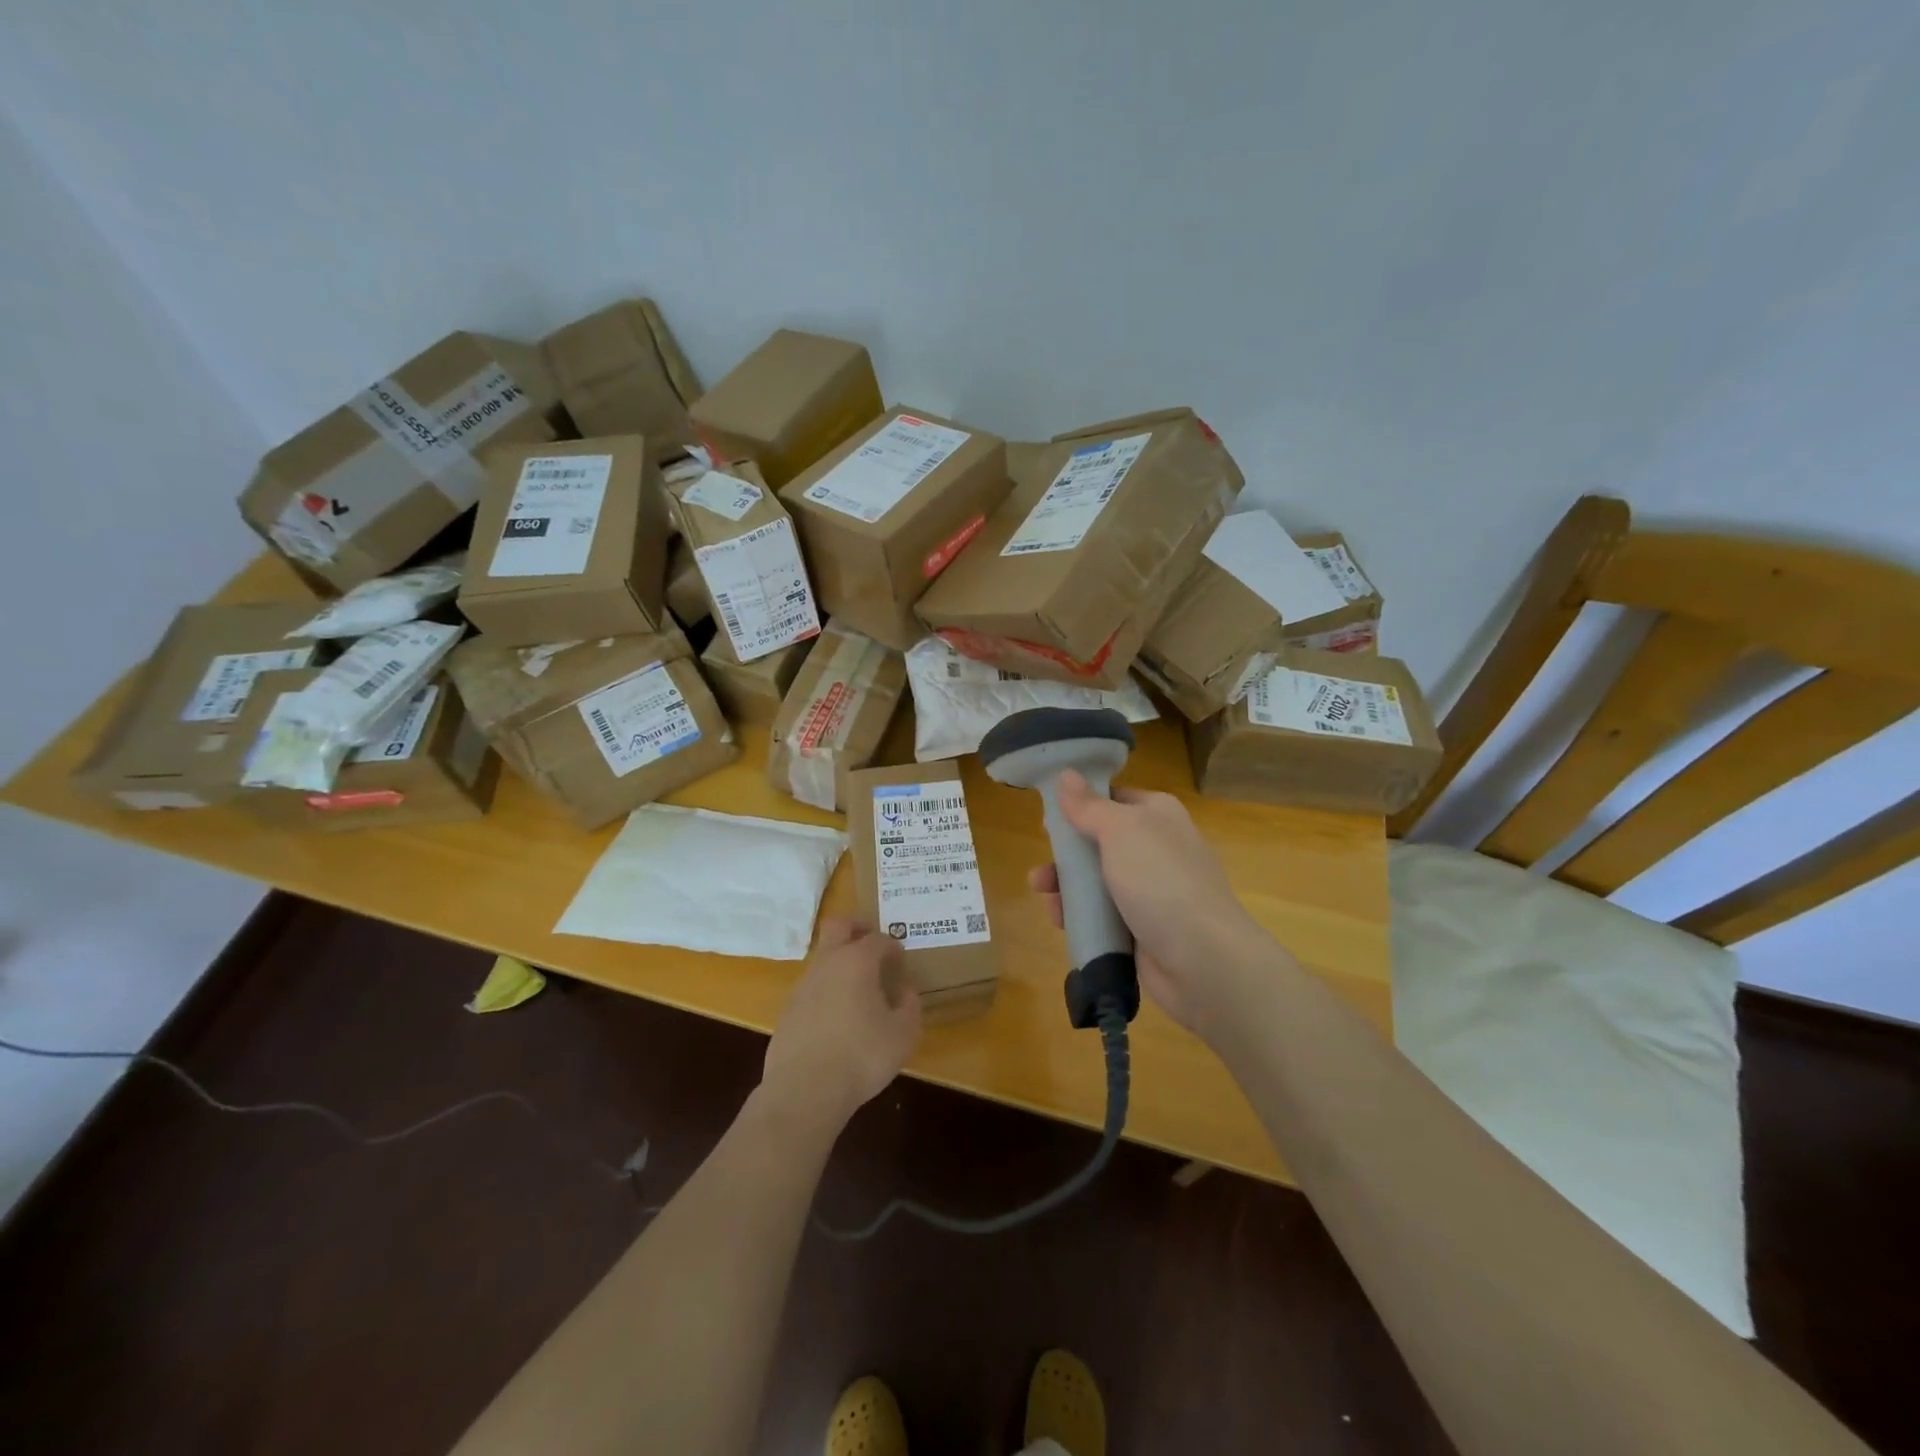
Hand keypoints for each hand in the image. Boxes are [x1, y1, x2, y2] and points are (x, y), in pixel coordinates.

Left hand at [761, 918, 921, 1133]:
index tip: (901, 960)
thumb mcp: (903, 1034)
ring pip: (823, 958)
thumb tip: (903, 991)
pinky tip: (837, 1019)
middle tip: (872, 942)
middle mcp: (827, 964)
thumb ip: (909, 1006)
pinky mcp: (787, 1011)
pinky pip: (812, 988)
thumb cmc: (862, 1057)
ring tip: (859, 990)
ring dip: (840, 963)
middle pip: (838, 926)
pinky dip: (827, 991)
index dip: (893, 946)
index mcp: (856, 962)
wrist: (804, 1092)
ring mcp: (802, 986)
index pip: (878, 939)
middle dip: (857, 927)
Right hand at [1026, 771, 1271, 1037]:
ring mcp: (1151, 891)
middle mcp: (1157, 849)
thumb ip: (1089, 806)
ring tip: (1044, 896)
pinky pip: (1103, 916)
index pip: (1114, 799)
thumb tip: (1067, 774)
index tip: (1049, 817)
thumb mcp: (1120, 830)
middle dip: (1066, 855)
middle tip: (1042, 866)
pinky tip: (1061, 921)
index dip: (1081, 805)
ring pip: (1097, 881)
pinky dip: (1081, 916)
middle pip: (1100, 843)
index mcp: (1158, 815)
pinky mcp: (1142, 929)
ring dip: (1067, 887)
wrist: (1201, 959)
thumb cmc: (1160, 880)